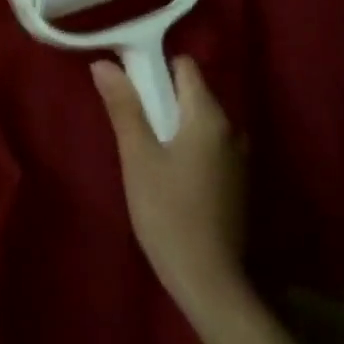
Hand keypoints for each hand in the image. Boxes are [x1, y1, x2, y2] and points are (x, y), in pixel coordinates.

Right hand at [92, 56, 248, 325]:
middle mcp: (232, 128)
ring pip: (199, 122)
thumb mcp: (138, 156)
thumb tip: (104, 64)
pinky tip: (167, 175)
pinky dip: (187, 147)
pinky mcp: (237, 182)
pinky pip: (208, 146)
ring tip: (143, 150)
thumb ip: (124, 107)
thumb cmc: (167, 212)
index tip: (127, 82)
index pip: (184, 66)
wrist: (208, 279)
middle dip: (160, 99)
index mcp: (209, 116)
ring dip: (172, 126)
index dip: (154, 66)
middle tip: (129, 122)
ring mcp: (239, 157)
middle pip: (192, 94)